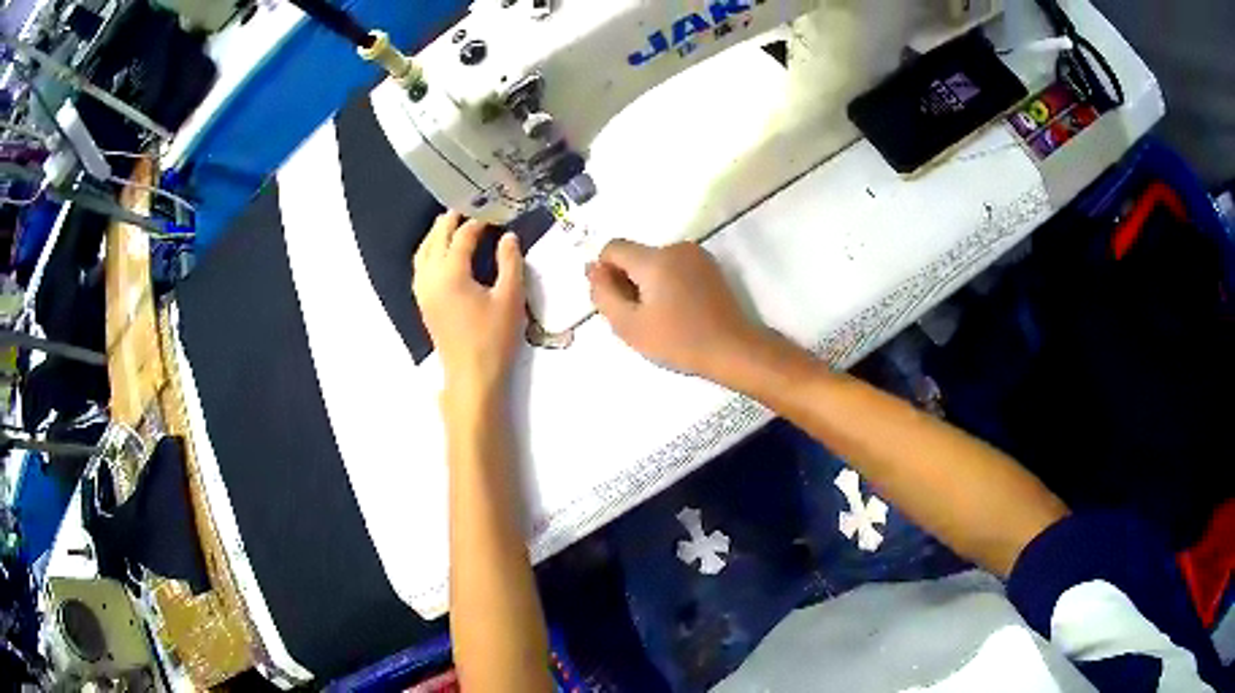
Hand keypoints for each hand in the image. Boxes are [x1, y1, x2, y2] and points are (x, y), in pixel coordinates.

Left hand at [414, 211, 525, 408]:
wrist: (471, 376)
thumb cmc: (493, 338)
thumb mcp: (510, 298)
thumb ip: (510, 262)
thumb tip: (508, 237)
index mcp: (450, 273)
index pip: (462, 237)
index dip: (478, 223)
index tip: (494, 215)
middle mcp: (430, 277)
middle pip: (435, 239)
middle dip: (450, 221)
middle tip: (468, 209)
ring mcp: (423, 291)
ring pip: (423, 252)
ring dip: (436, 234)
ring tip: (451, 225)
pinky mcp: (423, 303)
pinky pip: (420, 267)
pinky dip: (428, 252)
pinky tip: (439, 254)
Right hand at [587, 240, 764, 379]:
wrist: (732, 349)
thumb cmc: (678, 341)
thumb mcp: (629, 325)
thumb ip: (603, 294)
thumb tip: (592, 269)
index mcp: (654, 259)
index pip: (612, 248)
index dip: (606, 273)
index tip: (618, 302)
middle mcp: (675, 248)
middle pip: (635, 256)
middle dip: (629, 281)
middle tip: (639, 317)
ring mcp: (696, 255)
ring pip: (655, 262)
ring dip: (648, 284)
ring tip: (661, 317)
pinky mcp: (709, 266)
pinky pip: (675, 267)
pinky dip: (668, 283)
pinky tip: (679, 310)